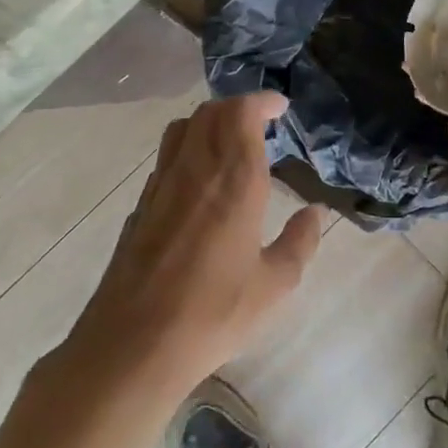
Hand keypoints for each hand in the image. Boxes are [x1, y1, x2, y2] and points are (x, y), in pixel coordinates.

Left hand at [66, 93, 322, 402]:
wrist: (132, 345)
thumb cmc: (212, 314)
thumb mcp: (274, 286)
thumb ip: (300, 243)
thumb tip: (315, 213)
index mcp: (233, 182)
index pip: (241, 114)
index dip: (261, 102)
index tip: (280, 108)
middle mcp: (195, 171)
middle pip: (210, 112)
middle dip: (238, 107)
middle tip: (261, 122)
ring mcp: (161, 185)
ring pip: (182, 128)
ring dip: (210, 122)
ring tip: (231, 142)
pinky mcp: (140, 205)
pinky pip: (167, 157)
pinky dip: (188, 148)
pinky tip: (201, 180)